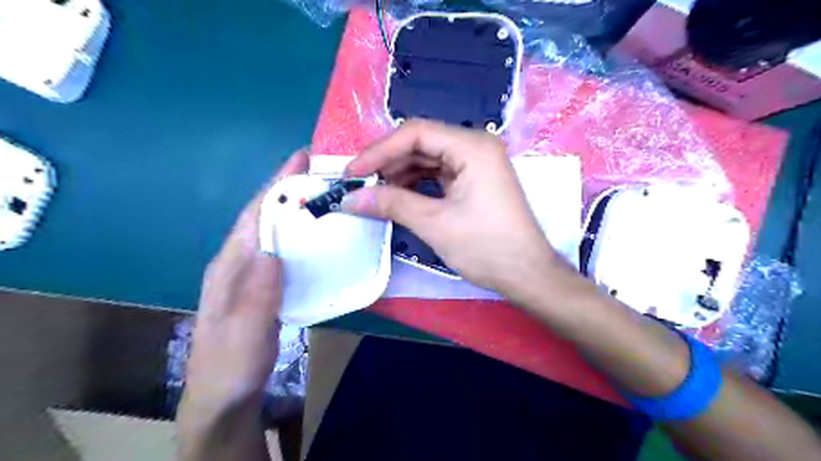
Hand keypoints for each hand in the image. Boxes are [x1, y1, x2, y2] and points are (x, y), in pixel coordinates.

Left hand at [180, 149, 306, 421]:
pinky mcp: (266, 284)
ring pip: (276, 231)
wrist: (225, 394)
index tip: (301, 159)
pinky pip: (286, 250)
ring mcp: (253, 273)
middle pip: (265, 216)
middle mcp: (240, 261)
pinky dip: (301, 234)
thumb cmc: (232, 362)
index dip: (276, 186)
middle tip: (322, 170)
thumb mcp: (244, 331)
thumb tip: (274, 250)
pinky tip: (319, 235)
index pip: (254, 216)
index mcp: (230, 266)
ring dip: (298, 209)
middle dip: (289, 188)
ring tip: (326, 194)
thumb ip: (257, 293)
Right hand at [343, 120, 564, 296]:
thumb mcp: (435, 224)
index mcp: (472, 146)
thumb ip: (391, 204)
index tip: (352, 172)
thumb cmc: (486, 247)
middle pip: (421, 143)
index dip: (379, 150)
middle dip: (387, 163)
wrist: (526, 274)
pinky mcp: (473, 181)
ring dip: (399, 174)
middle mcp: (475, 147)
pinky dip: (415, 185)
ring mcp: (476, 164)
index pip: (416, 133)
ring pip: (427, 159)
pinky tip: (396, 197)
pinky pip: (437, 175)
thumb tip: (350, 198)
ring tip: (373, 193)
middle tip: (359, 184)